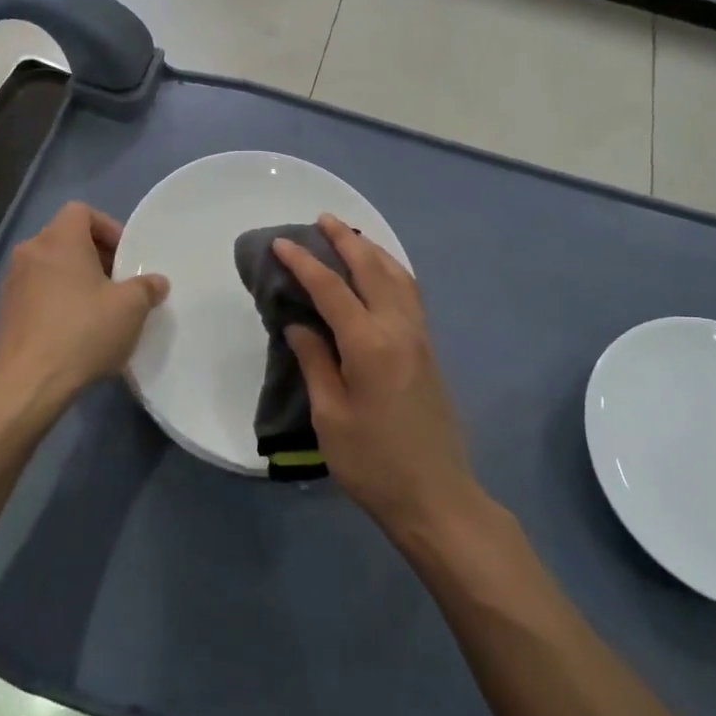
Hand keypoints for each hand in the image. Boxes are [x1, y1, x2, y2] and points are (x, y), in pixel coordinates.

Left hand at [0, 202, 168, 404]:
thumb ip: (147, 288)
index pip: (82, 211)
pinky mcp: (6, 311)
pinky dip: (59, 301)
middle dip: (96, 257)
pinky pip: (39, 292)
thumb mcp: (131, 308)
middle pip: (67, 239)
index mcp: (59, 240)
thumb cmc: (84, 331)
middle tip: (120, 284)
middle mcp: (30, 252)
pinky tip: (77, 331)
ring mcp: (13, 282)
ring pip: (52, 267)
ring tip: (101, 310)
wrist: (29, 382)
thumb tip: (156, 282)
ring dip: (77, 280)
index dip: (108, 227)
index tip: (126, 257)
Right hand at [273, 215, 478, 536]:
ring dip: (372, 251)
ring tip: (349, 237)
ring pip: (397, 276)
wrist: (435, 495)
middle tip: (321, 220)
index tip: (280, 244)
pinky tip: (381, 274)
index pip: (331, 288)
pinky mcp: (429, 349)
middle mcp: (399, 328)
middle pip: (371, 269)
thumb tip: (299, 324)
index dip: (304, 262)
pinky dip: (392, 271)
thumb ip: (315, 361)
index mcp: (369, 343)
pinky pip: (410, 293)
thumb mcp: (329, 415)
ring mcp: (420, 336)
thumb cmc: (372, 461)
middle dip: (344, 241)